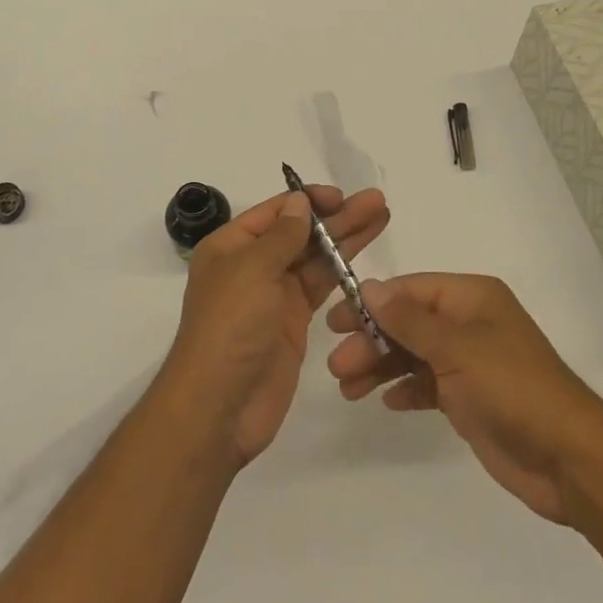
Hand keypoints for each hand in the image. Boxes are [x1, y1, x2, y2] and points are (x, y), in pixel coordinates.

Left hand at [159, 185, 389, 467]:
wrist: (220, 407)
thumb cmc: (229, 327)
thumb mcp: (252, 270)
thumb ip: (281, 236)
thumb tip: (299, 203)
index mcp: (231, 246)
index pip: (275, 212)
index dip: (308, 201)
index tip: (342, 196)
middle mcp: (252, 265)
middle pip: (300, 232)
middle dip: (337, 216)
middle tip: (377, 201)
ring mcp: (274, 295)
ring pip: (315, 257)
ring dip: (346, 237)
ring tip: (382, 216)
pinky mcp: (293, 322)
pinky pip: (321, 287)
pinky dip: (343, 271)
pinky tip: (366, 255)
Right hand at [326, 273, 602, 524]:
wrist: (569, 460)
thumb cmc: (513, 389)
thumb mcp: (457, 348)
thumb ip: (410, 320)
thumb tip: (370, 287)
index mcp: (472, 298)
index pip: (410, 290)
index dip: (372, 303)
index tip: (337, 322)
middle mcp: (469, 323)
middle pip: (407, 323)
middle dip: (371, 341)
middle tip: (337, 365)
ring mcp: (469, 362)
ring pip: (413, 354)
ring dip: (381, 367)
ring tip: (348, 389)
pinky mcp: (469, 398)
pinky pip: (427, 384)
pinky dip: (405, 389)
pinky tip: (386, 402)